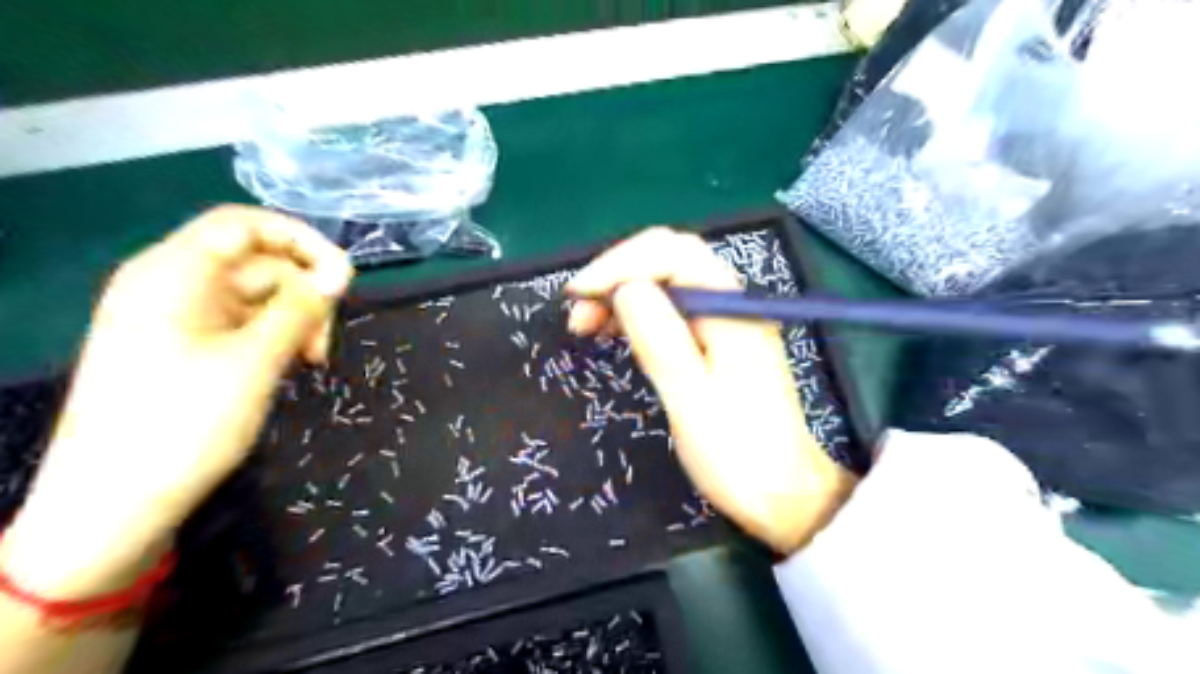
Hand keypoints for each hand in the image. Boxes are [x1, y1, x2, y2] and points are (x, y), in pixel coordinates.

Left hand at [0, 205, 351, 593]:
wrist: (113, 504)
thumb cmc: (182, 424)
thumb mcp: (255, 361)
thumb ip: (300, 309)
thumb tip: (339, 273)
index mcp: (174, 273)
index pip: (245, 225)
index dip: (300, 240)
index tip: (344, 276)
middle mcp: (173, 285)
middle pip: (258, 262)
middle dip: (303, 294)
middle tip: (325, 342)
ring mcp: (179, 318)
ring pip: (258, 296)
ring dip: (295, 320)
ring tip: (312, 361)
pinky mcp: (187, 347)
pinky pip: (244, 323)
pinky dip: (275, 337)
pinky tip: (290, 365)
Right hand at [568, 225, 857, 551]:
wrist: (784, 495)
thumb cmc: (739, 455)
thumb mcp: (691, 400)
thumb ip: (661, 339)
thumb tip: (625, 288)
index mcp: (730, 309)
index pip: (672, 252)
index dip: (620, 263)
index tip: (579, 295)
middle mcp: (730, 303)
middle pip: (669, 260)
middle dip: (618, 275)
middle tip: (578, 314)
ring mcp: (725, 322)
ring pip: (667, 284)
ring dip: (623, 294)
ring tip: (586, 326)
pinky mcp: (717, 343)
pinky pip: (672, 311)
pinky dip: (638, 314)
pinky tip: (616, 333)